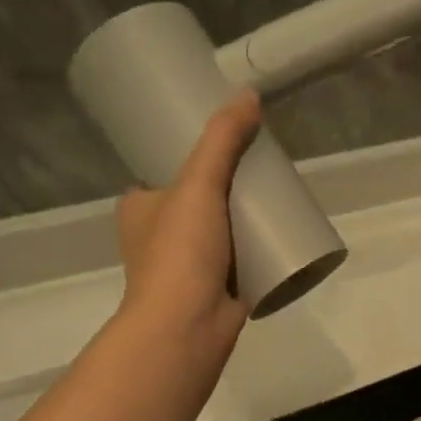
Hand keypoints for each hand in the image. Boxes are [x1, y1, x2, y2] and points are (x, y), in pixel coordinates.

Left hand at [115, 90, 261, 355]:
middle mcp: (158, 234)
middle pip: (199, 197)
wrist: (187, 326)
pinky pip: (240, 257)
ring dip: (244, 216)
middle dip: (228, 184)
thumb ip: (222, 140)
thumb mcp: (198, 184)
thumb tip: (248, 94)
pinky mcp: (216, 287)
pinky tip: (281, 233)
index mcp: (139, 207)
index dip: (193, 154)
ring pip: (221, 228)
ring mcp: (188, 263)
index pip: (164, 170)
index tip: (227, 140)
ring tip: (278, 193)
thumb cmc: (179, 253)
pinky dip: (256, 246)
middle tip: (263, 164)